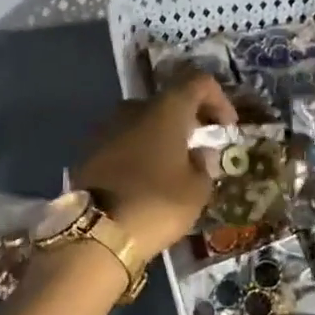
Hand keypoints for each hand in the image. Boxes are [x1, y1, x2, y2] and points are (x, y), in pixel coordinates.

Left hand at [75, 73, 236, 265]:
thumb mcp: (196, 191)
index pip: (198, 82)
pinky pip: (122, 141)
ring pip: (142, 122)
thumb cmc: (157, 204)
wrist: (96, 232)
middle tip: (200, 146)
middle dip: (187, 119)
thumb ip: (203, 165)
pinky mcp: (88, 149)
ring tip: (172, 166)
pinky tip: (144, 178)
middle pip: (168, 101)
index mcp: (165, 109)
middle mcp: (133, 108)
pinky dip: (138, 151)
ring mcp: (106, 127)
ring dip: (160, 136)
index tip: (227, 127)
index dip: (218, 99)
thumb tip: (198, 153)